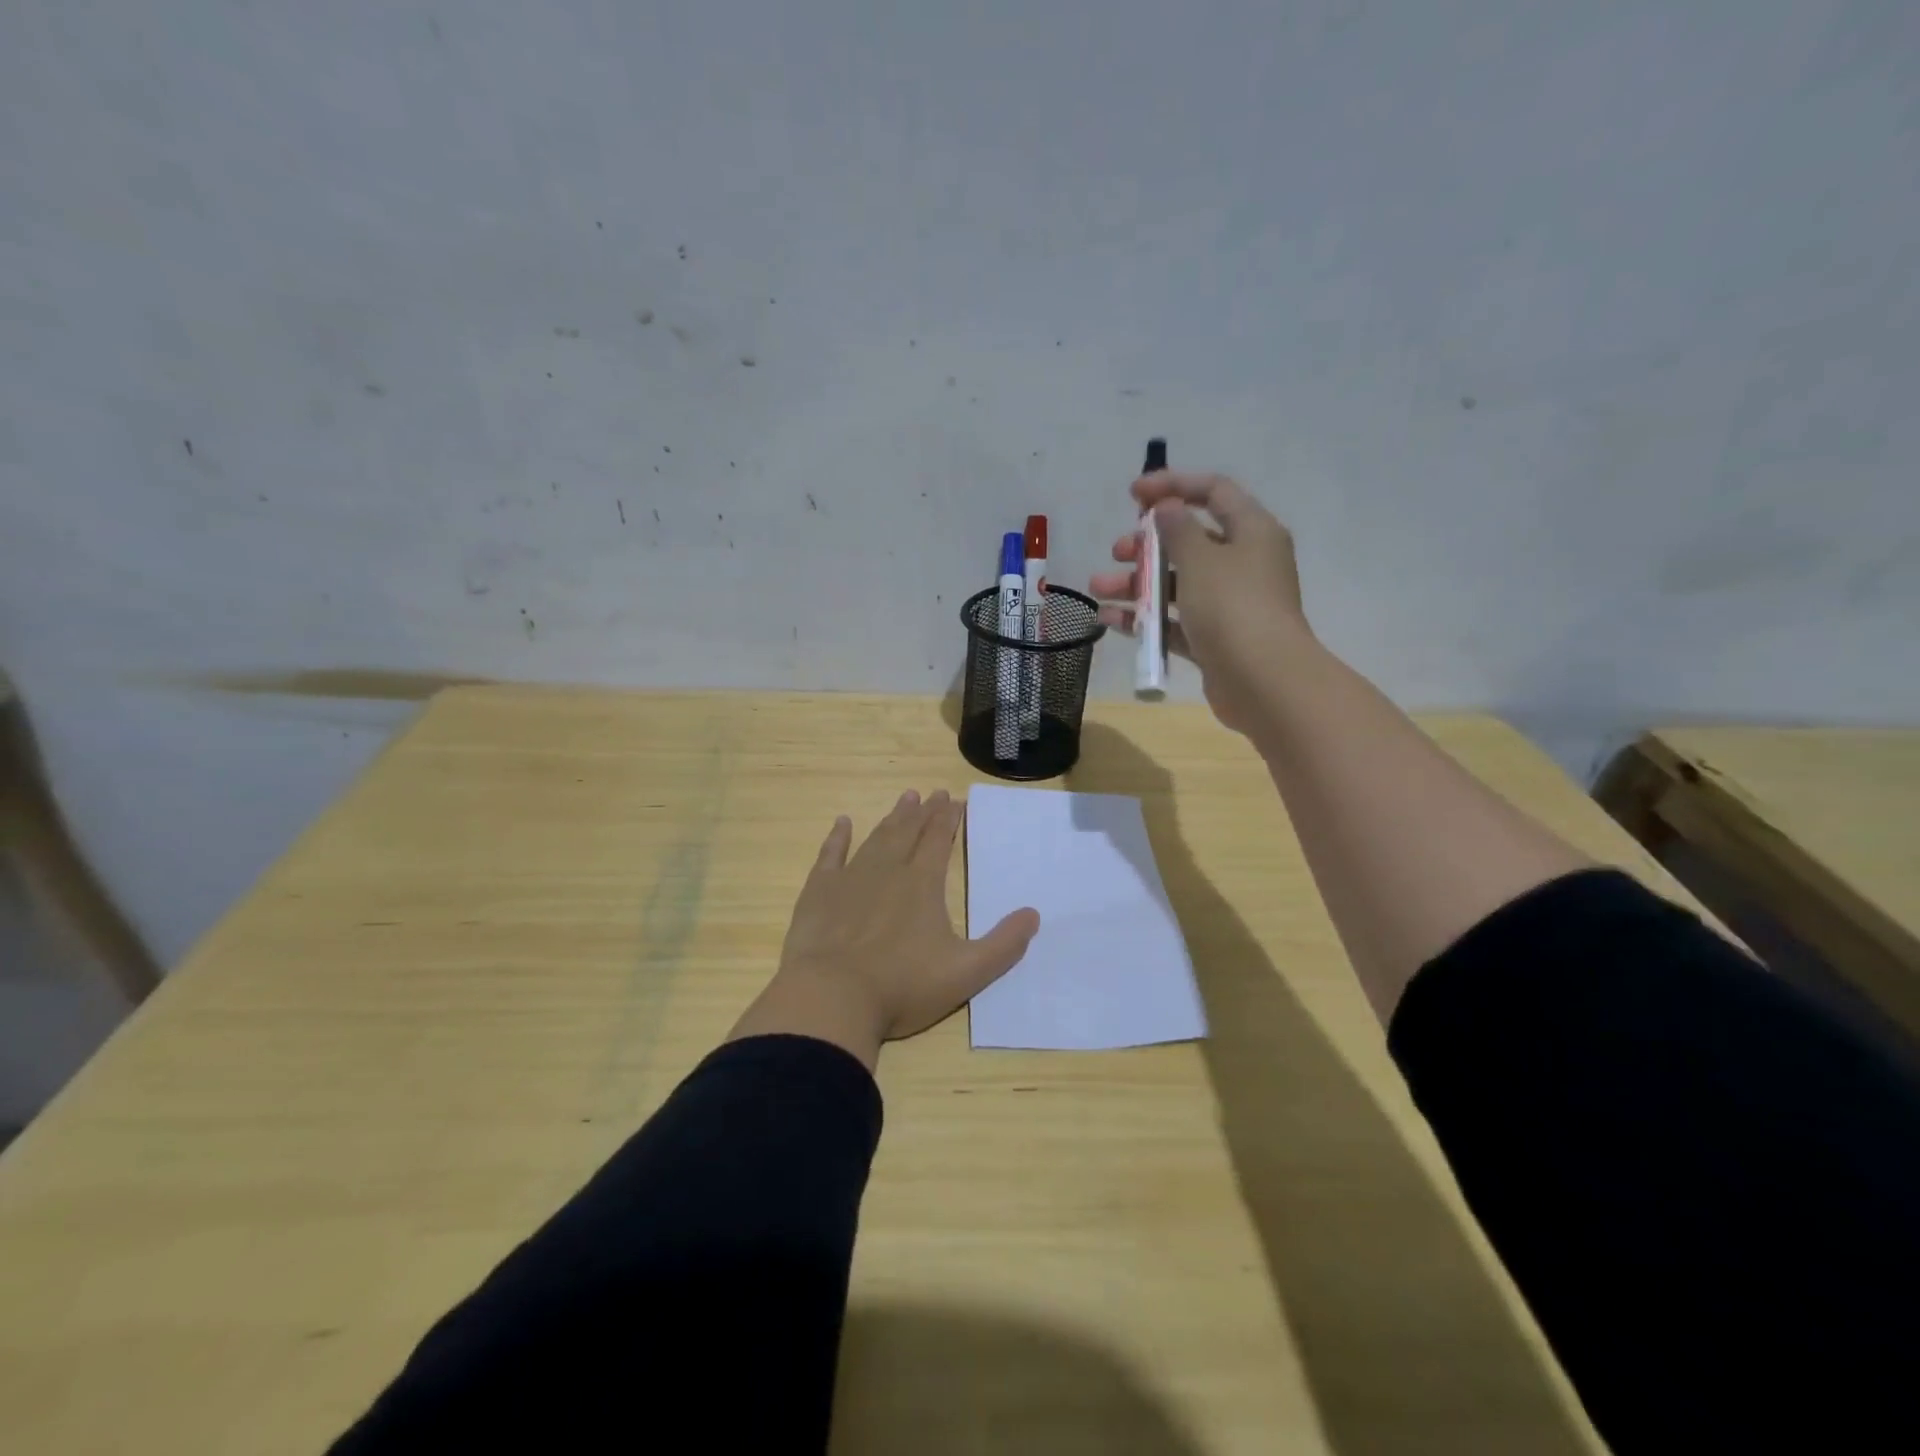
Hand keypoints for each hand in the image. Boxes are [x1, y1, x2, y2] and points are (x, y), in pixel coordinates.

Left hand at [728, 790, 1040, 1069]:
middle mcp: (888, 871)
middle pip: (909, 832)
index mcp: (922, 884)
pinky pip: (830, 855)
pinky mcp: (818, 893)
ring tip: (904, 799)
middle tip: (933, 793)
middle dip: (924, 812)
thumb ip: (1003, 945)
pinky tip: (842, 823)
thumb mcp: (966, 973)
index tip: (955, 801)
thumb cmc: (902, 986)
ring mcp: (850, 879)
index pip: (939, 840)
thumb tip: (1033, 915)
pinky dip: (837, 838)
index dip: (949, 819)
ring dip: (892, 818)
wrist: (832, 998)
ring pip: (876, 838)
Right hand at [1089, 470, 1311, 735]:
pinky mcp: (1214, 639)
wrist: (1263, 681)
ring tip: (1098, 588)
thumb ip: (1178, 529)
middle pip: (1189, 541)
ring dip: (1136, 583)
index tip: (1133, 493)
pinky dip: (1144, 618)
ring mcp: (1229, 604)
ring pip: (1176, 583)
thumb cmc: (1233, 607)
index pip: (1213, 491)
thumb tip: (1167, 508)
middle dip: (1147, 544)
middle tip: (1117, 551)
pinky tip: (1109, 620)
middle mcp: (1243, 563)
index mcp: (1252, 531)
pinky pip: (1174, 620)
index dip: (1173, 485)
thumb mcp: (1201, 559)